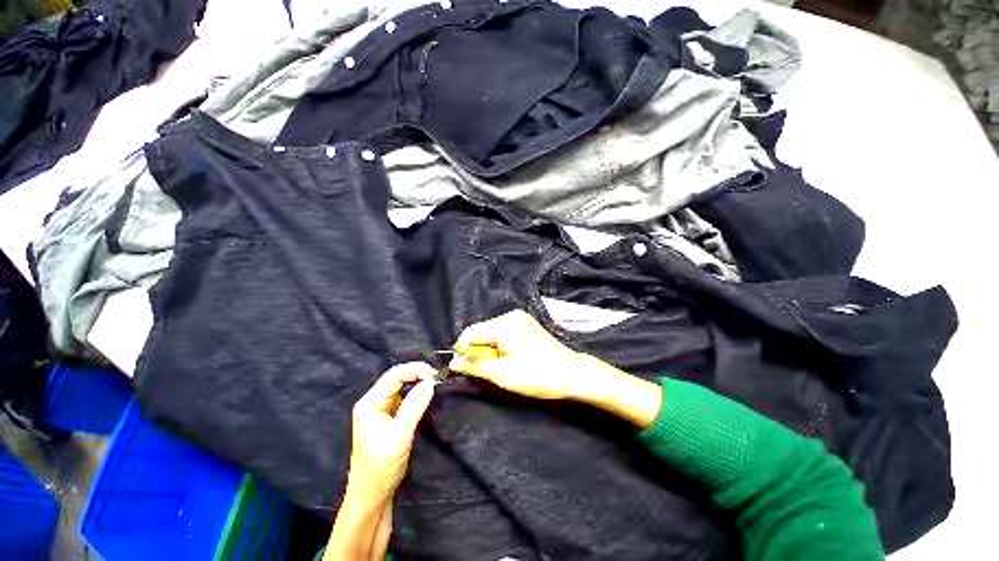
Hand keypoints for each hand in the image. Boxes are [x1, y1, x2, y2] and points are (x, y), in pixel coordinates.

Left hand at [347, 362, 436, 498]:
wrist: (370, 498)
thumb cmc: (380, 468)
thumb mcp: (399, 436)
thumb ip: (414, 406)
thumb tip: (431, 382)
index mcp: (370, 403)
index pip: (394, 375)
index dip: (415, 370)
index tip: (435, 374)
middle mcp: (373, 403)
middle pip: (396, 378)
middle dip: (417, 374)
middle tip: (437, 378)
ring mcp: (380, 411)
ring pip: (400, 387)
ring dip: (417, 383)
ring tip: (434, 384)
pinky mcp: (388, 419)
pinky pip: (403, 399)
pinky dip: (415, 394)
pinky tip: (425, 396)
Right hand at [449, 310, 661, 427]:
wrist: (571, 374)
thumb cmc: (538, 376)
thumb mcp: (503, 375)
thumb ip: (475, 366)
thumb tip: (452, 362)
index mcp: (505, 324)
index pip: (471, 332)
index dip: (463, 350)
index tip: (463, 368)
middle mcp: (511, 316)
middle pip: (481, 331)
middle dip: (478, 351)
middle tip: (486, 371)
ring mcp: (520, 318)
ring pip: (491, 332)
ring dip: (488, 349)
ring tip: (499, 367)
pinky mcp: (525, 324)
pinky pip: (502, 332)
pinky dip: (499, 346)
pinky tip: (508, 359)